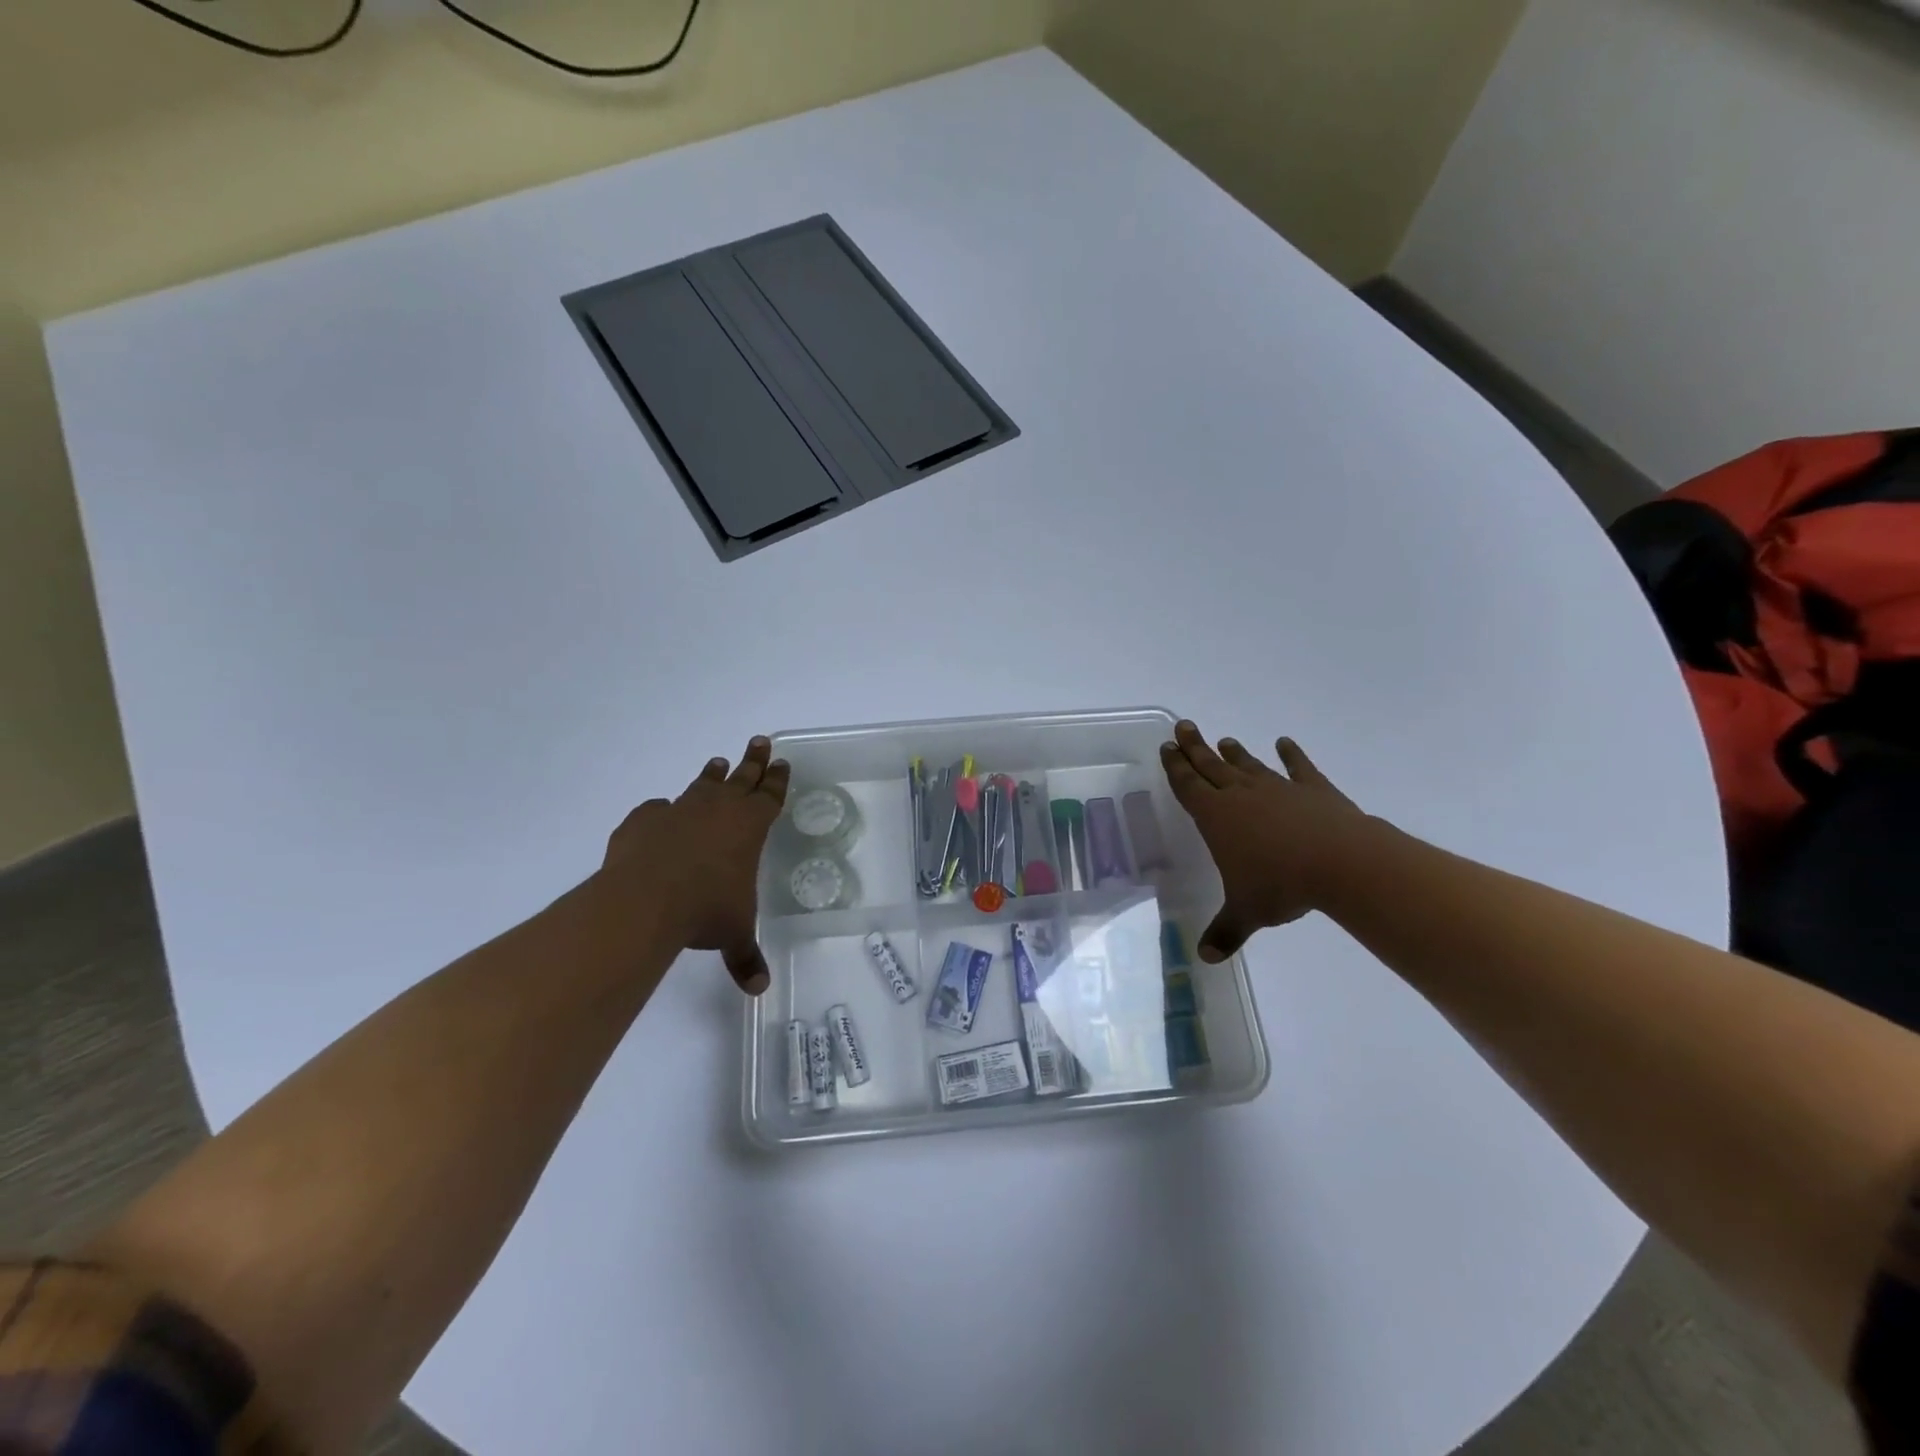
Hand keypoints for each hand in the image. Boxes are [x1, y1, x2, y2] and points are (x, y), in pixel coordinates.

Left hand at [600, 736, 790, 994]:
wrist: (644, 900)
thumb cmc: (705, 911)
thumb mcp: (732, 933)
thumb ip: (745, 956)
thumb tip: (759, 989)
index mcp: (749, 827)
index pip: (771, 796)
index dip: (778, 780)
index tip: (783, 762)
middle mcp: (718, 810)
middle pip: (742, 777)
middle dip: (754, 760)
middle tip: (760, 741)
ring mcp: (679, 810)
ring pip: (702, 784)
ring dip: (712, 774)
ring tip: (717, 762)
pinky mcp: (644, 820)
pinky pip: (658, 809)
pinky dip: (662, 811)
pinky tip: (661, 813)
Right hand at [1160, 720, 1368, 961]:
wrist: (1342, 863)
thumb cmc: (1282, 885)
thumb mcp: (1246, 912)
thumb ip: (1225, 932)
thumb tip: (1206, 958)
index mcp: (1217, 817)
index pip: (1188, 786)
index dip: (1176, 766)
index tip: (1167, 745)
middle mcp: (1242, 795)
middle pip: (1212, 766)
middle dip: (1196, 748)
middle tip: (1184, 726)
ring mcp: (1279, 789)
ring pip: (1249, 766)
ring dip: (1235, 754)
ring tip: (1225, 740)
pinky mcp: (1314, 790)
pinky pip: (1298, 768)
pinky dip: (1291, 755)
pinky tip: (1285, 743)